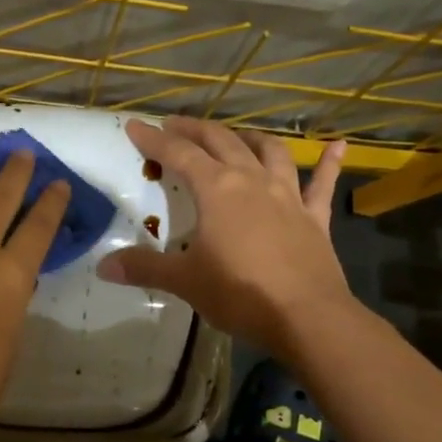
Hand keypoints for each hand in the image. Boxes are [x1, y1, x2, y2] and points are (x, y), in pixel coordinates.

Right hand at [98, 118, 350, 353]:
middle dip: (195, 130)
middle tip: (175, 124)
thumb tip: (103, 266)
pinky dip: (330, 162)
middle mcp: (252, 181)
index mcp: (217, 190)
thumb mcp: (185, 281)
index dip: (154, 139)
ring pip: (269, 152)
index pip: (179, 154)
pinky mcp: (314, 217)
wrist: (307, 316)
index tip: (134, 126)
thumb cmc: (240, 294)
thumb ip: (145, 268)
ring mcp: (288, 195)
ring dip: (249, 138)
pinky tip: (338, 145)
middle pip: (221, 142)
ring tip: (235, 136)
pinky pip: (322, 183)